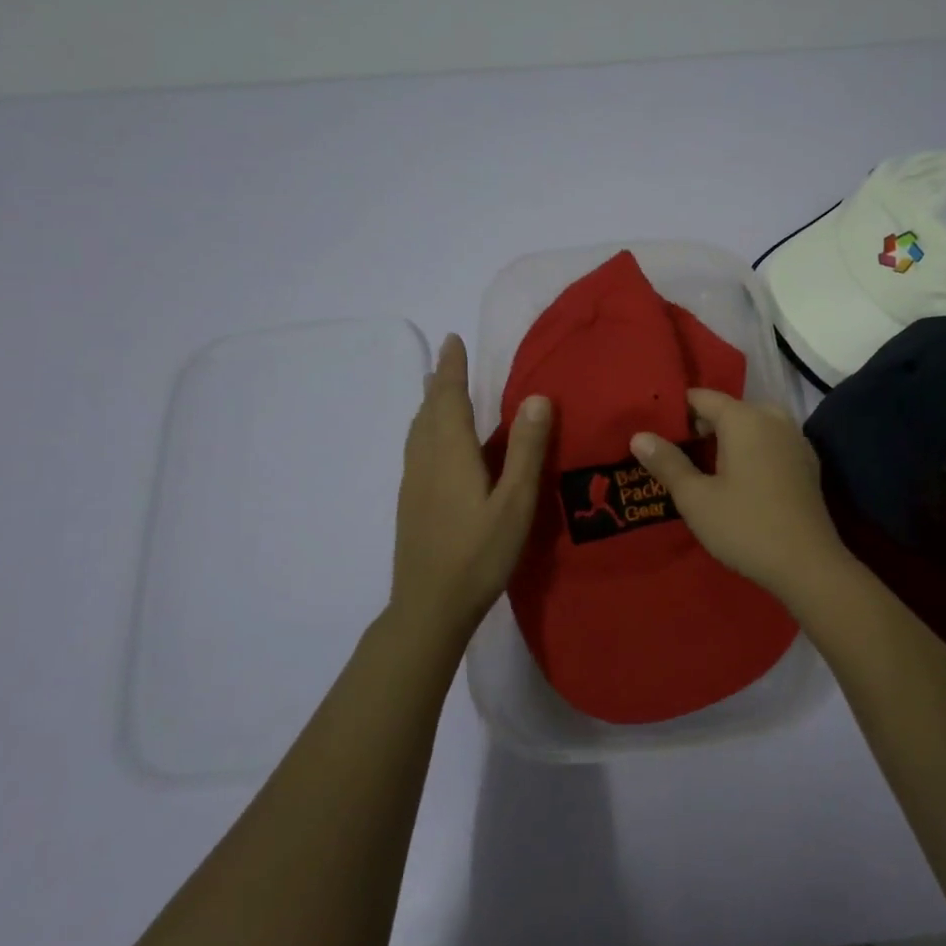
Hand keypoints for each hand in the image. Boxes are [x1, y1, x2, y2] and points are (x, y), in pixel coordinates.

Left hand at [391, 334, 551, 634]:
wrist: (429, 606)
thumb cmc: (479, 554)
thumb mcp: (515, 502)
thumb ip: (525, 450)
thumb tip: (536, 397)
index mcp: (450, 454)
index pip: (449, 398)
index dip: (451, 368)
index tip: (452, 339)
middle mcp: (425, 460)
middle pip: (428, 410)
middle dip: (439, 380)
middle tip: (448, 357)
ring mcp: (413, 482)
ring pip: (418, 430)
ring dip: (429, 403)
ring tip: (437, 389)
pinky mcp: (410, 502)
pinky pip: (416, 448)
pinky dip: (425, 427)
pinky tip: (434, 442)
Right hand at [629, 389, 854, 605]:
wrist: (808, 565)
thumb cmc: (745, 526)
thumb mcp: (696, 498)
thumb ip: (667, 462)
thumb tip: (639, 436)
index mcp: (745, 418)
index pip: (702, 398)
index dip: (675, 411)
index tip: (653, 430)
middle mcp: (773, 418)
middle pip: (729, 410)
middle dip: (701, 426)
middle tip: (673, 453)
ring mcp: (795, 440)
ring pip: (752, 426)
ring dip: (727, 439)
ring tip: (701, 467)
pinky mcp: (806, 463)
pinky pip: (770, 443)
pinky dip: (750, 451)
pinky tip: (738, 480)